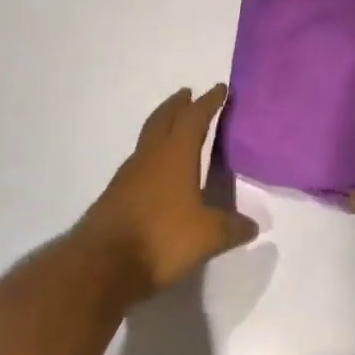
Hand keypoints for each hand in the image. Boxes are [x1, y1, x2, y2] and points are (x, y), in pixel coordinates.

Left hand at [79, 84, 256, 299]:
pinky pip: (138, 163)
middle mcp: (150, 156)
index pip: (195, 118)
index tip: (219, 88)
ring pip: (147, 139)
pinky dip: (151, 155)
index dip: (209, 102)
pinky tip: (155, 171)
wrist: (101, 265)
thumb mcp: (208, 236)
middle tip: (187, 94)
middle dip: (177, 105)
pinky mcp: (115, 196)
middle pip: (164, 119)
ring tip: (172, 128)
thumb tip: (253, 225)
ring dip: (161, 126)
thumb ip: (231, 228)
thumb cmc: (161, 238)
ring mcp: (128, 175)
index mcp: (176, 154)